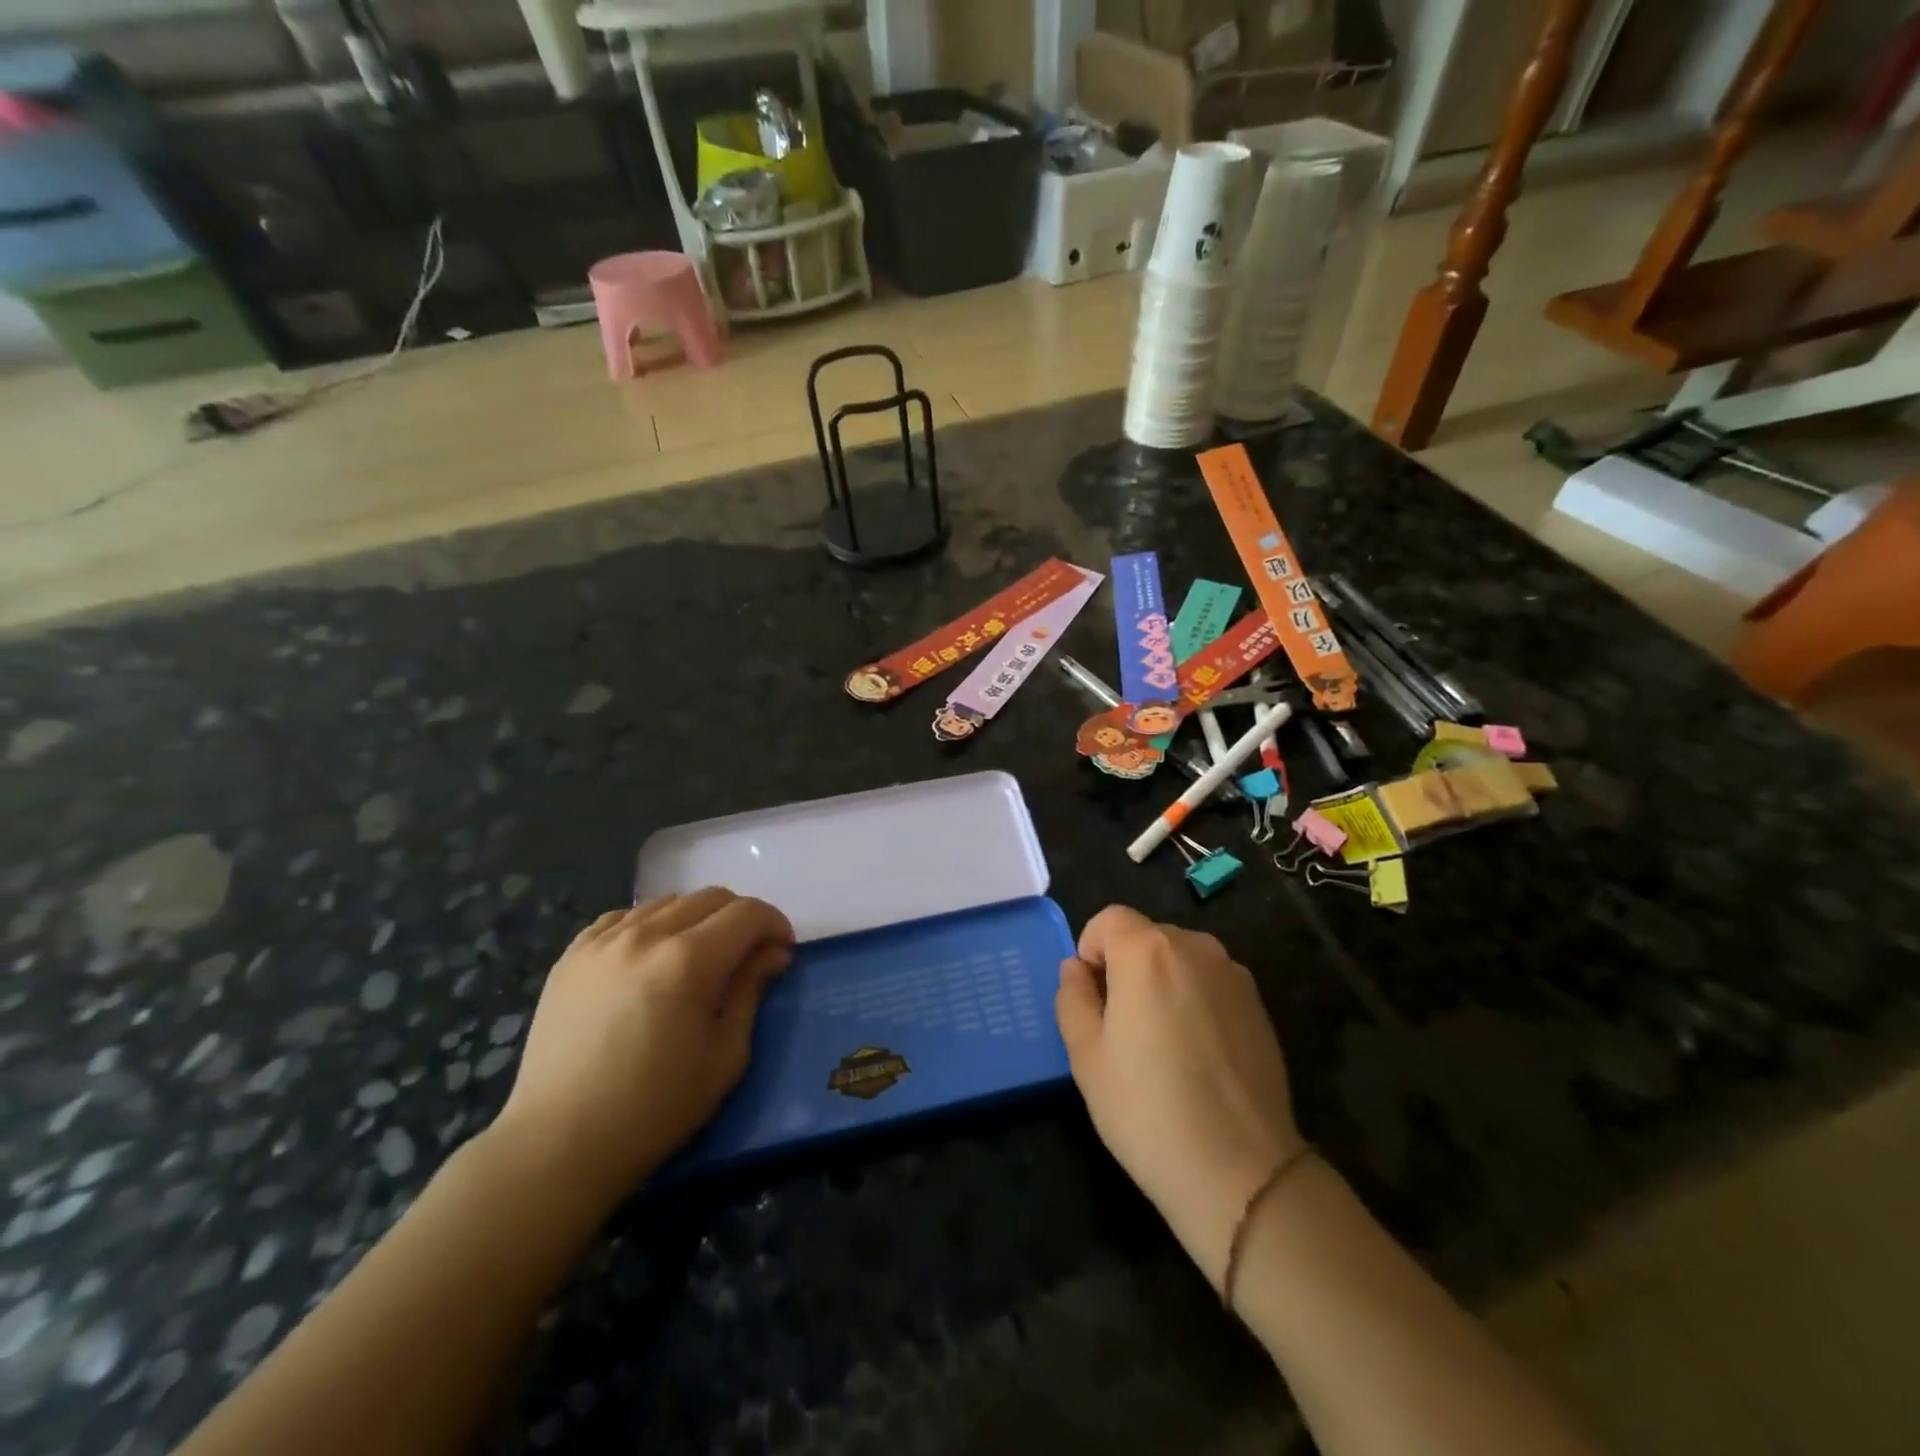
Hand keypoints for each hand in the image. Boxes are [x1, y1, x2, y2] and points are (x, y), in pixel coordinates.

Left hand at [493, 889, 793, 1202]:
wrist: (560, 1143)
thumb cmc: (655, 1108)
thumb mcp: (725, 1056)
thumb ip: (752, 991)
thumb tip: (773, 953)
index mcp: (688, 961)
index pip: (747, 913)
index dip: (774, 924)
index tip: (781, 951)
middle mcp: (646, 936)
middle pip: (710, 898)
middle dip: (740, 919)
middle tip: (746, 955)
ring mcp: (602, 941)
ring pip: (668, 902)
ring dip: (696, 920)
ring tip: (697, 958)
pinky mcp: (572, 955)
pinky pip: (624, 917)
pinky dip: (650, 925)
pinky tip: (650, 958)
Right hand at [1055, 905, 1304, 1286]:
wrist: (1240, 1170)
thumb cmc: (1147, 1109)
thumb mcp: (1086, 1055)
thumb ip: (1073, 997)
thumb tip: (1077, 969)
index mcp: (1147, 950)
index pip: (1108, 919)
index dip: (1091, 950)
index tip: (1093, 999)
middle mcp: (1194, 947)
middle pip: (1146, 936)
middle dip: (1126, 967)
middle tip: (1121, 1028)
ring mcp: (1233, 974)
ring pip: (1180, 960)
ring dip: (1162, 982)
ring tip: (1162, 1044)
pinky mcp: (1259, 1005)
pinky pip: (1211, 984)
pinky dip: (1195, 1000)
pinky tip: (1198, 1056)